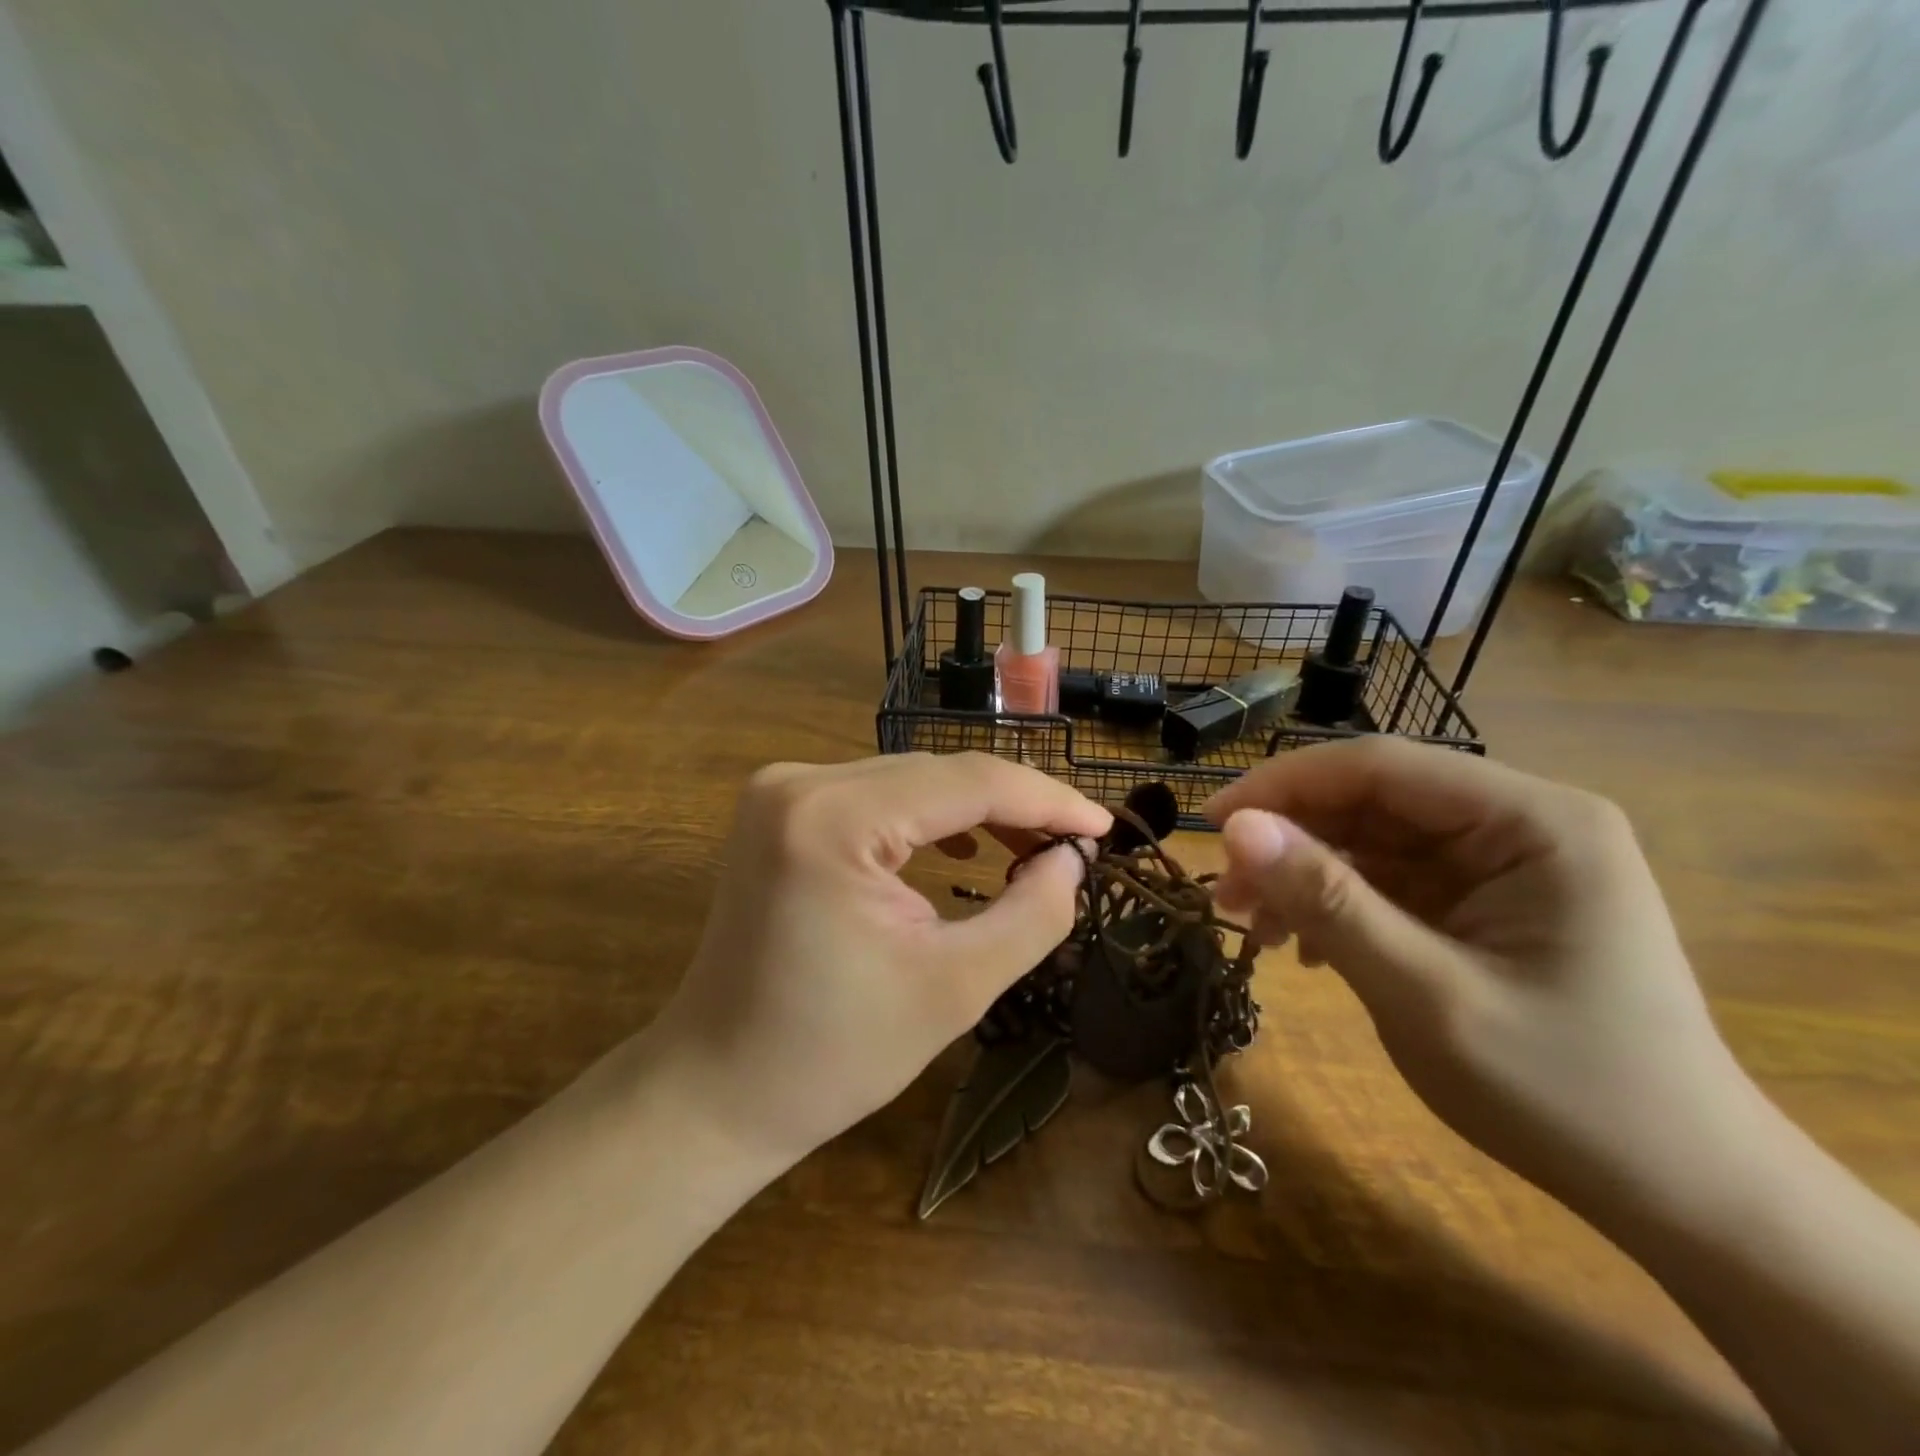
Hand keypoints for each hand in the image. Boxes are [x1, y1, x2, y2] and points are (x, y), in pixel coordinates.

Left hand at [651, 753, 1110, 1166]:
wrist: (718, 1086)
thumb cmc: (834, 1054)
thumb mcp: (956, 988)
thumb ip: (1031, 914)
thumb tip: (1073, 858)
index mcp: (833, 818)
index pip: (968, 781)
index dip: (1047, 800)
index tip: (1106, 829)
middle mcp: (800, 782)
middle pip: (938, 774)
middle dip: (1015, 805)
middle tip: (1077, 845)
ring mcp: (782, 790)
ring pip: (911, 780)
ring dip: (976, 809)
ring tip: (1034, 847)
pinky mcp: (780, 810)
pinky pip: (877, 796)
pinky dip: (929, 817)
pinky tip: (964, 846)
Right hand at [1205, 737, 1756, 1217]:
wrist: (1683, 1195)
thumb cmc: (1565, 1095)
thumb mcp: (1427, 996)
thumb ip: (1328, 902)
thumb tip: (1235, 829)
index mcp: (1533, 822)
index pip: (1380, 766)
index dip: (1283, 785)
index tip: (1209, 826)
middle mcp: (1520, 823)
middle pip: (1373, 799)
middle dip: (1291, 840)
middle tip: (1227, 895)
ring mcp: (1504, 862)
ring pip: (1373, 839)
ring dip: (1307, 876)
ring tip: (1260, 929)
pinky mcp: (1485, 900)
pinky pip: (1391, 879)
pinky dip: (1339, 905)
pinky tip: (1310, 947)